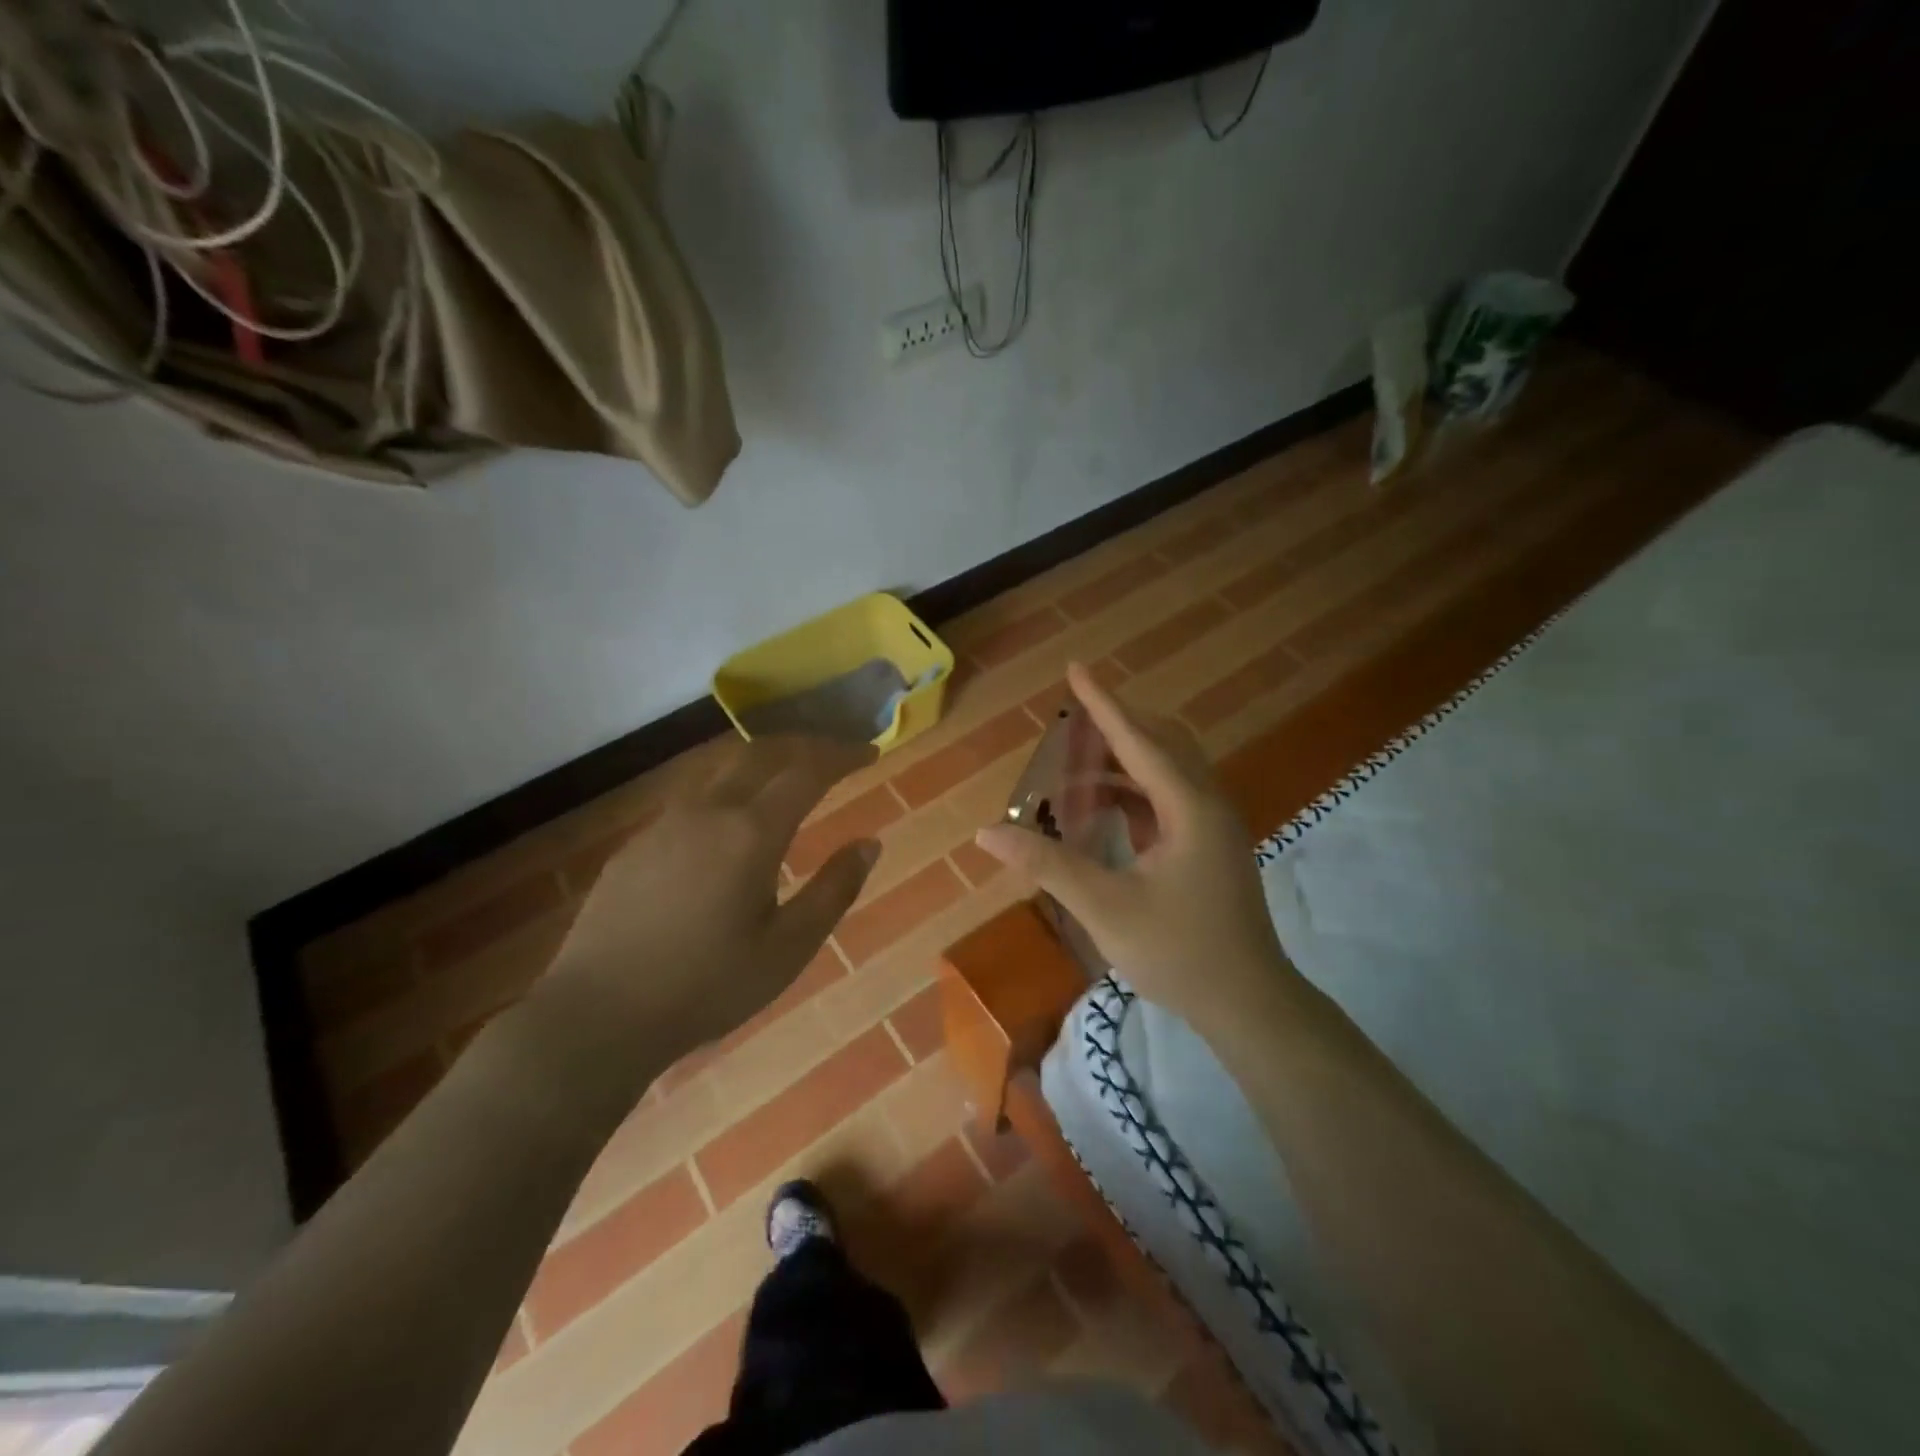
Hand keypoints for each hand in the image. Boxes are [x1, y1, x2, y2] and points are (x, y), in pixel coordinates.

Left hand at [533, 737, 879, 1097]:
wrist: (597, 1015)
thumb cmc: (706, 987)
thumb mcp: (788, 949)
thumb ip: (834, 890)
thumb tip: (869, 844)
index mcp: (750, 833)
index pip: (807, 771)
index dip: (842, 755)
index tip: (870, 751)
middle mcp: (708, 811)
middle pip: (761, 752)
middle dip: (804, 744)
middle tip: (835, 753)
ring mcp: (665, 823)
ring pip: (722, 769)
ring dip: (763, 760)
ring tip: (788, 776)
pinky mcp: (637, 844)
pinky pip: (693, 797)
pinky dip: (729, 789)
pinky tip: (731, 823)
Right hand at [974, 662, 1296, 1036]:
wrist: (1248, 1003)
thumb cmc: (1179, 952)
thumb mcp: (1105, 907)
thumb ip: (1047, 864)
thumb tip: (989, 832)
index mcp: (1188, 808)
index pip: (1138, 740)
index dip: (1102, 704)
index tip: (1075, 668)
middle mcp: (1207, 804)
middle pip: (1161, 743)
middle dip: (1115, 726)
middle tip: (1070, 723)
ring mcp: (1214, 826)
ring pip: (1168, 771)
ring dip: (1124, 761)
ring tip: (1077, 766)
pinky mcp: (1210, 847)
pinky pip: (1170, 799)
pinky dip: (1135, 792)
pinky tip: (1107, 808)